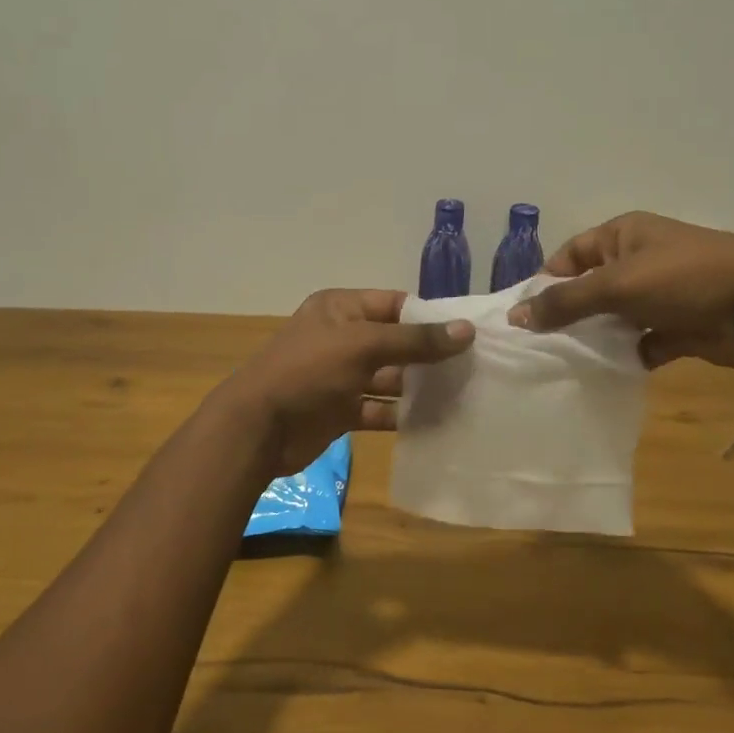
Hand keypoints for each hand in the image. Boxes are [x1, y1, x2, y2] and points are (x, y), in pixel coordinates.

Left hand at [218, 289, 474, 475]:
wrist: (258, 428)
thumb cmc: (308, 371)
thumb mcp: (362, 346)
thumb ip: (414, 340)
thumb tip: (466, 330)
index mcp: (340, 309)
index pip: (394, 305)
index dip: (429, 317)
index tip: (468, 333)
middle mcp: (341, 338)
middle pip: (395, 342)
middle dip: (429, 355)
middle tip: (475, 368)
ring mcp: (340, 376)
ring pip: (389, 378)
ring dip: (420, 388)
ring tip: (463, 395)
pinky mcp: (340, 410)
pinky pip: (378, 408)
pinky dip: (402, 415)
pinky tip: (435, 422)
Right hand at [507, 212, 733, 368]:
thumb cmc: (682, 279)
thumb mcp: (616, 284)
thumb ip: (564, 301)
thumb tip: (516, 316)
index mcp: (623, 235)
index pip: (570, 255)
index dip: (546, 282)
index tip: (524, 315)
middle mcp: (638, 261)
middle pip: (589, 288)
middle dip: (567, 314)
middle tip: (538, 344)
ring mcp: (659, 295)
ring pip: (613, 317)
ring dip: (595, 337)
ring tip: (563, 362)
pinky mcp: (677, 327)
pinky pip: (639, 342)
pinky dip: (625, 355)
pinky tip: (605, 372)